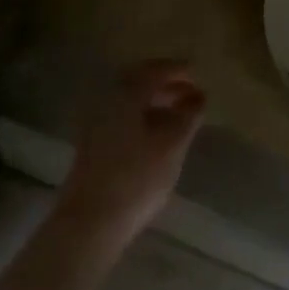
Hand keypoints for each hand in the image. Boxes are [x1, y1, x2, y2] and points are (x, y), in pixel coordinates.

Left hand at [55, 61, 205, 249]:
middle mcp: (106, 100)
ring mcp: (95, 122)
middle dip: (165, 83)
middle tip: (190, 91)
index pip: (154, 70)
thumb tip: (198, 96)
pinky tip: (157, 133)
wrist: (90, 220)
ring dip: (154, 100)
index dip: (177, 69)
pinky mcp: (92, 143)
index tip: (197, 72)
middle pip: (138, 81)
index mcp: (125, 94)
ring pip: (129, 100)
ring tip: (179, 113)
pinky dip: (142, 115)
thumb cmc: (137, 178)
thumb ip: (188, 116)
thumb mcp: (172, 145)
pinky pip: (122, 116)